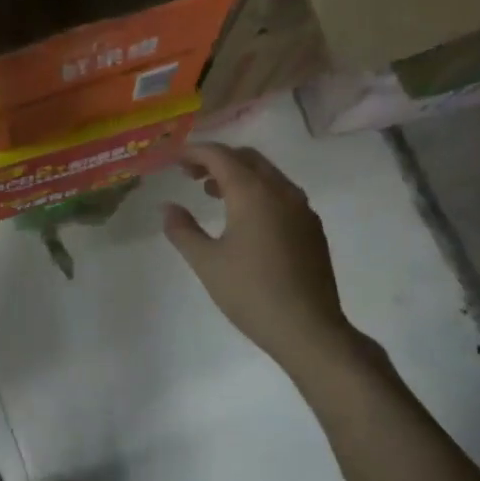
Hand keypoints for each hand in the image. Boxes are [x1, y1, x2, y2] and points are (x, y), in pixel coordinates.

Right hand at [163, 142, 355, 368]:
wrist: (308, 328)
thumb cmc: (250, 293)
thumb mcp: (206, 262)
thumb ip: (183, 230)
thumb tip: (167, 207)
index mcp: (253, 193)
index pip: (220, 156)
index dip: (194, 152)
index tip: (174, 159)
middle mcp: (282, 191)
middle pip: (247, 158)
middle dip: (217, 159)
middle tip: (190, 174)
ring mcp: (302, 209)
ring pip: (267, 175)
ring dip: (238, 175)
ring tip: (212, 193)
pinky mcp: (312, 228)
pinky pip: (281, 194)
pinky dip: (257, 191)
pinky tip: (244, 218)